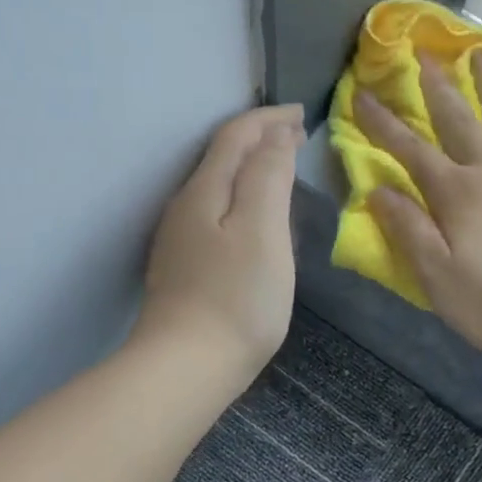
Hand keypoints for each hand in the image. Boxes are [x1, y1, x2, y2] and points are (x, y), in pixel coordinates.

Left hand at [135, 104, 302, 388]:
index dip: (269, 119)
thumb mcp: (262, 229)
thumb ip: (269, 176)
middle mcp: (184, 209)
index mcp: (204, 191)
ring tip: (279, 172)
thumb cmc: (236, 298)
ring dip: (248, 172)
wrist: (186, 367)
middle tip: (295, 138)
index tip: (302, 115)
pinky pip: (213, 219)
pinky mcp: (182, 273)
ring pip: (216, 190)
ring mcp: (179, 243)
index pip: (235, 136)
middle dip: (259, 141)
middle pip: (221, 159)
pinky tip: (253, 224)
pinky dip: (239, 204)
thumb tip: (275, 136)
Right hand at [356, 50, 481, 366]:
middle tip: (423, 52)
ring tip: (480, 54)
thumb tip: (377, 190)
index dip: (383, 124)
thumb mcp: (438, 279)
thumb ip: (409, 231)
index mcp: (459, 196)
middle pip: (461, 122)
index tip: (362, 95)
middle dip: (437, 87)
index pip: (412, 152)